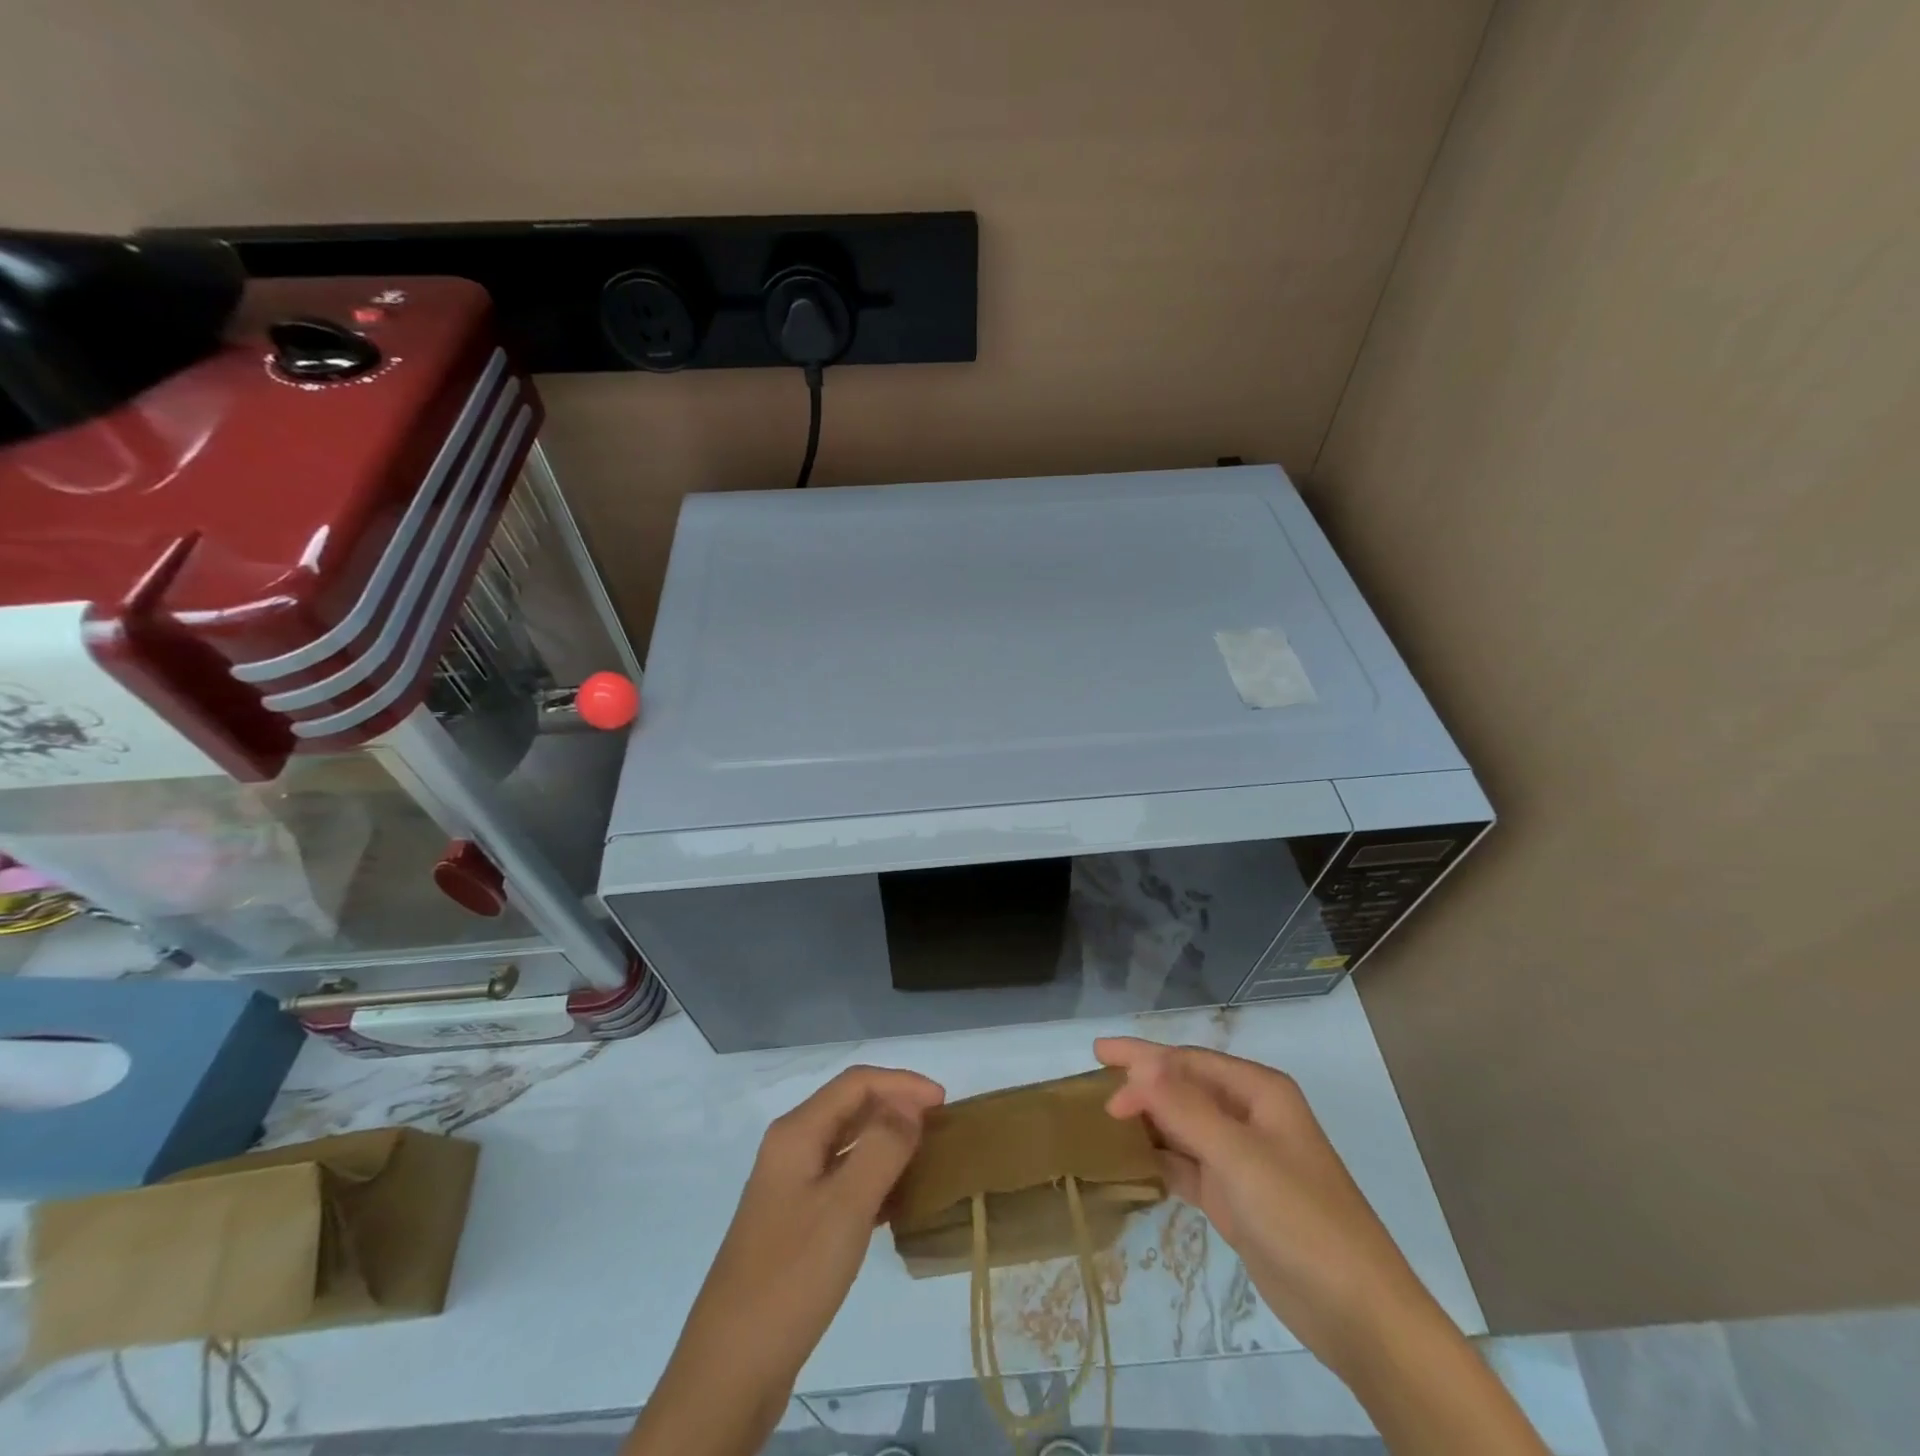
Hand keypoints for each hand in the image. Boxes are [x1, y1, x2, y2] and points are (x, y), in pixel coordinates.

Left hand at [626, 1066, 944, 1455]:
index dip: (902, 1083)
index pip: (856, 1083)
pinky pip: (841, 1181)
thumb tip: (909, 1103)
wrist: (731, 1367)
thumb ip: (882, 1146)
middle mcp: (790, 1149)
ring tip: (927, 1158)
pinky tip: (898, 1202)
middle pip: (850, 1108)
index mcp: (796, 1133)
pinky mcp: (795, 1223)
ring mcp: (790, 1187)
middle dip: (895, 1107)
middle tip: (940, 1127)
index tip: (944, 1103)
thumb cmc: (792, 1276)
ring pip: (846, 1145)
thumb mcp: (845, 1206)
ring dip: (886, 1142)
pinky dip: (873, 1179)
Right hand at [1096, 1039, 1547, 1455]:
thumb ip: (1185, 1108)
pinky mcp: (1236, 1198)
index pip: (1189, 1061)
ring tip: (1105, 1119)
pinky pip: (1188, 1165)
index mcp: (1259, 1092)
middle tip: (1097, 1093)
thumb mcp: (1239, 1156)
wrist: (1357, 1314)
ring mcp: (1243, 1159)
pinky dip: (1162, 1158)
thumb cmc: (1301, 1218)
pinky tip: (1134, 1160)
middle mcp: (1250, 1117)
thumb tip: (1140, 1063)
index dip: (1143, 1057)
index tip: (1098, 1057)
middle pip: (1185, 1088)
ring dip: (1150, 1120)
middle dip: (1144, 1086)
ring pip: (1184, 1126)